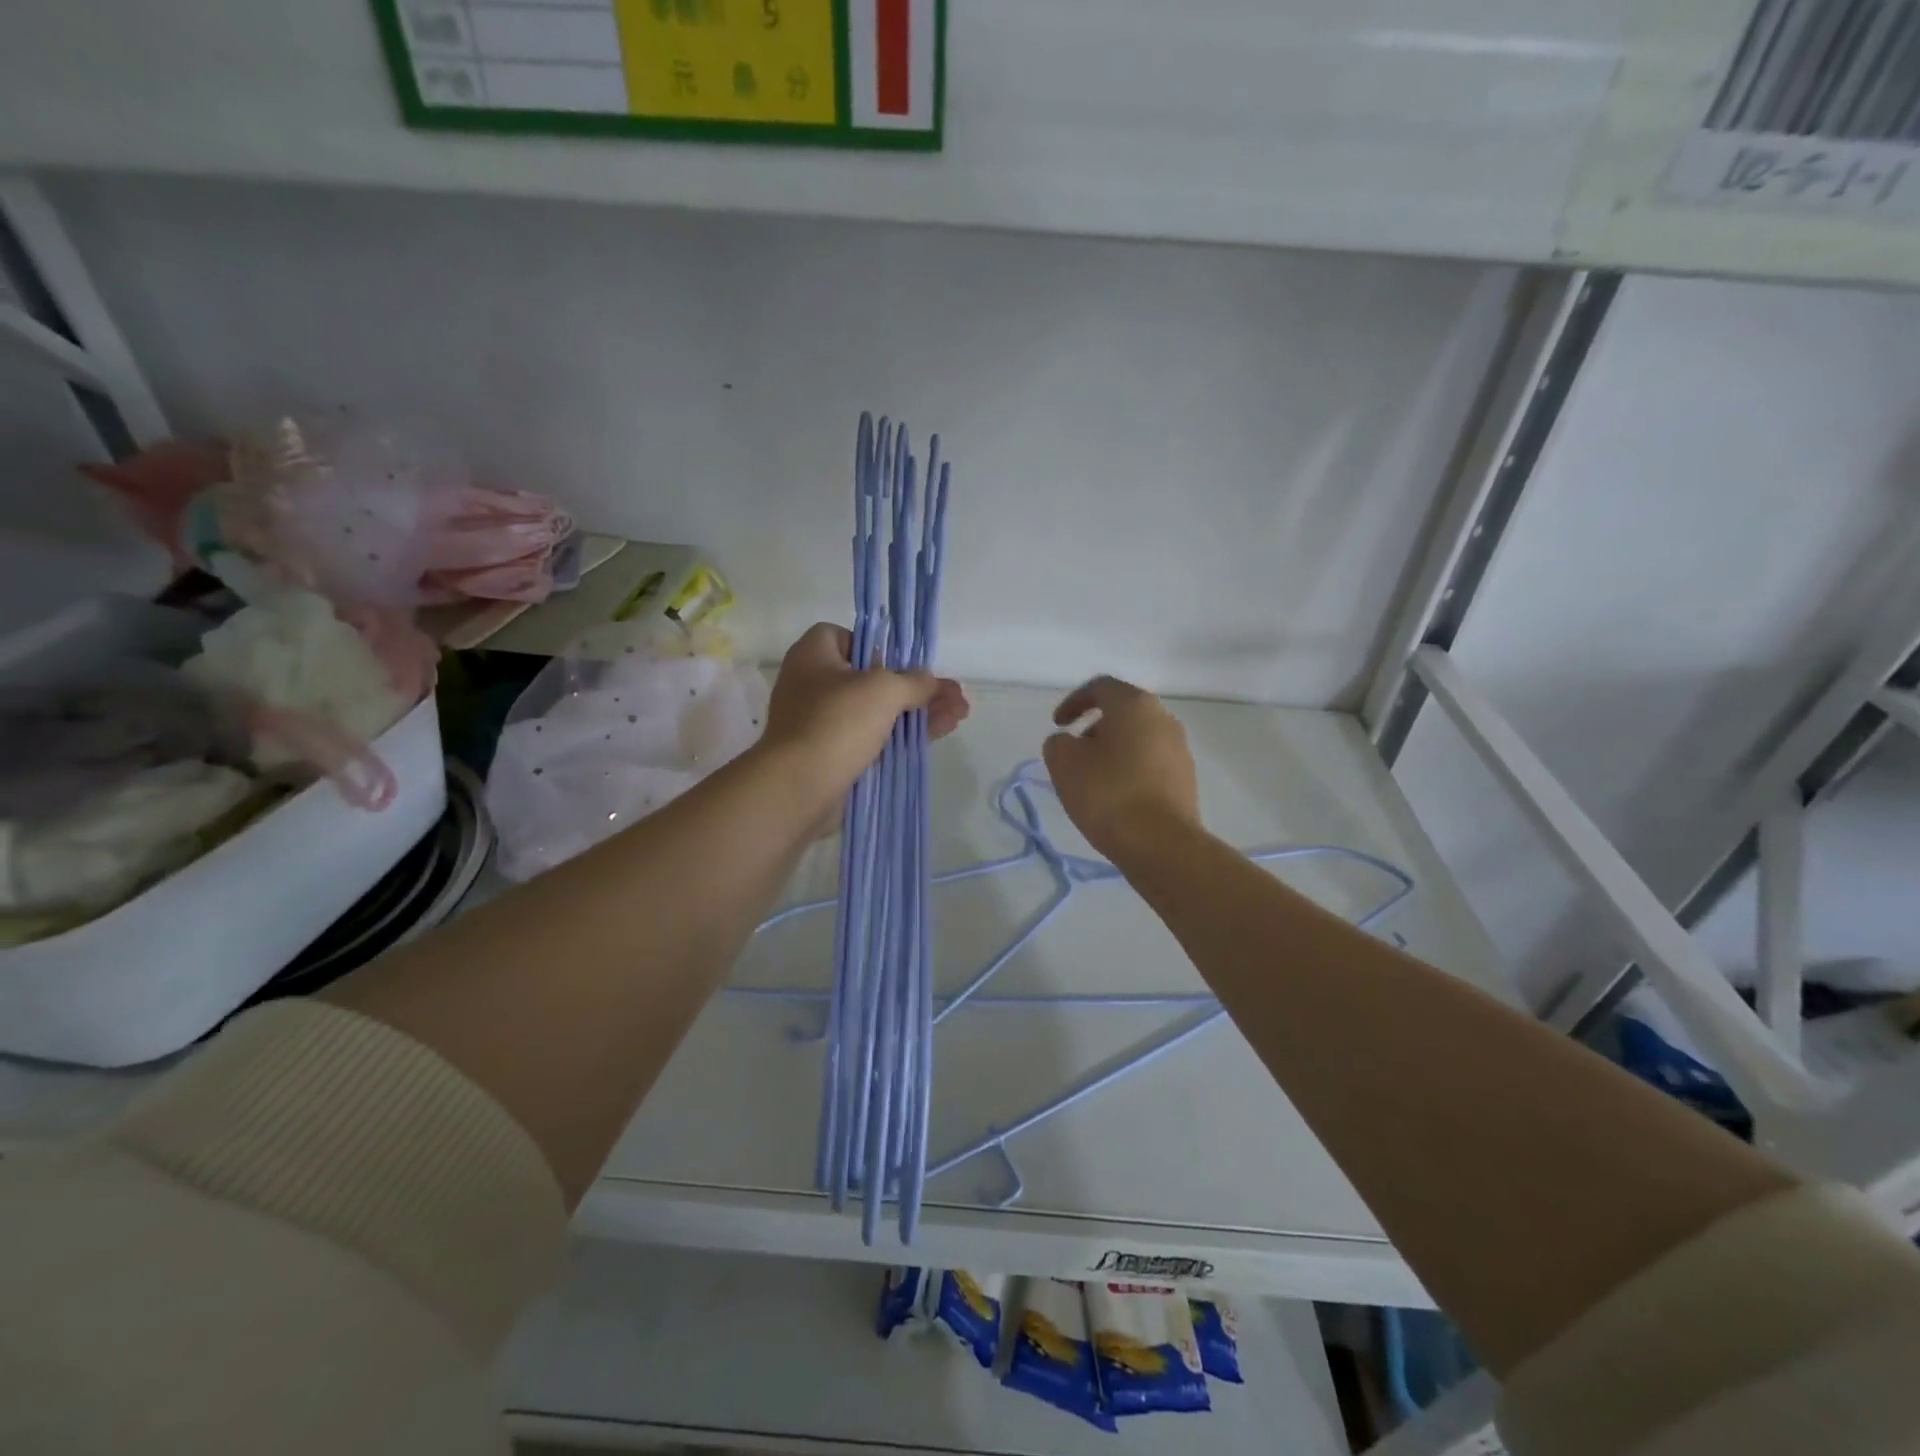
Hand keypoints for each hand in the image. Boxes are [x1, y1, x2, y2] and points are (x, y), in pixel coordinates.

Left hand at [761, 624, 968, 802]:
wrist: (800, 788)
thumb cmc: (837, 722)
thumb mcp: (884, 690)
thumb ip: (913, 681)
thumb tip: (929, 680)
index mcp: (813, 656)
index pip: (843, 636)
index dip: (875, 645)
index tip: (900, 662)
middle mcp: (813, 686)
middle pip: (871, 678)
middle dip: (915, 686)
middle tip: (951, 694)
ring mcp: (823, 724)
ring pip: (878, 711)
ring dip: (918, 711)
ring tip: (958, 714)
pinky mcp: (834, 756)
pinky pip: (874, 739)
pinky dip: (904, 735)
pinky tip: (941, 732)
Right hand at [1043, 675, 1200, 861]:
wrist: (1161, 844)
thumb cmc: (1108, 794)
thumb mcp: (1064, 763)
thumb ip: (1059, 742)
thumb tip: (1070, 743)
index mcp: (1134, 704)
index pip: (1100, 687)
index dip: (1074, 702)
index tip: (1058, 725)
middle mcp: (1163, 718)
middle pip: (1123, 711)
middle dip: (1095, 727)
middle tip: (1074, 751)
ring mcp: (1180, 748)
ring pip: (1138, 738)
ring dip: (1113, 749)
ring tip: (1093, 778)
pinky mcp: (1186, 778)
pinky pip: (1151, 762)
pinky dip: (1130, 769)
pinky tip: (1116, 796)